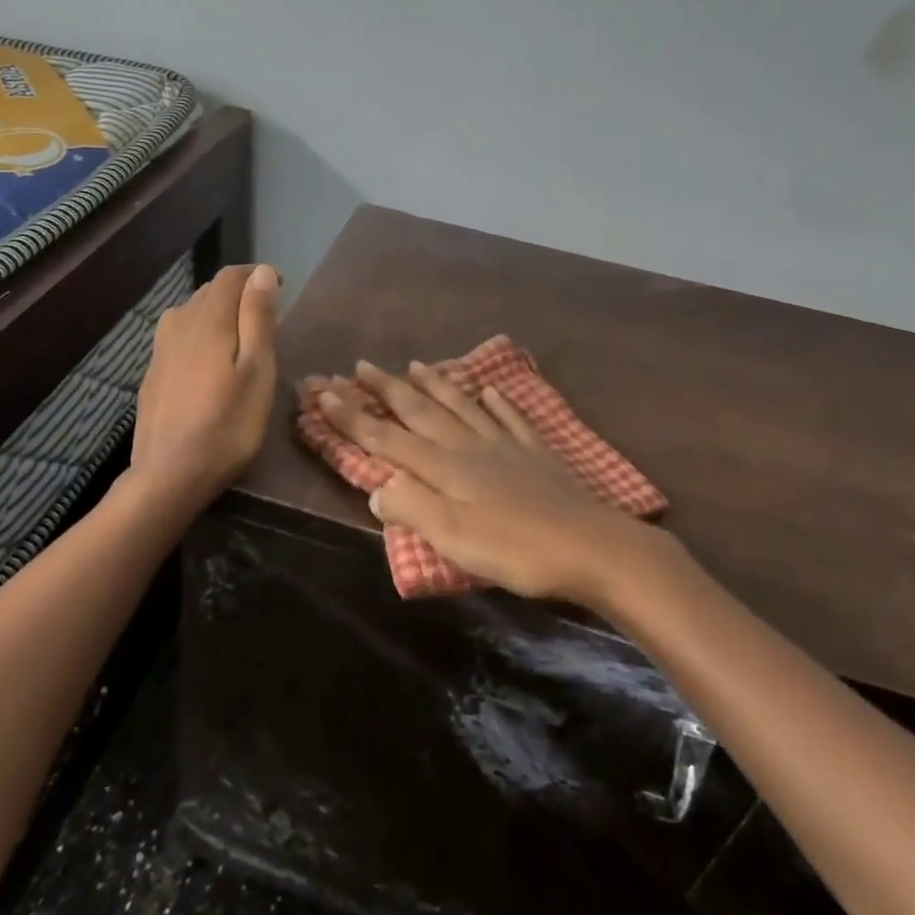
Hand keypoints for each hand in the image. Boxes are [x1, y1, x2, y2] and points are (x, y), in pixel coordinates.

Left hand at [131, 263, 279, 503]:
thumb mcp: (257, 370)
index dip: (255, 276)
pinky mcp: (152, 373)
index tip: (280, 287)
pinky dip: (198, 335)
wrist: (169, 474)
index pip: (230, 276)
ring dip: (216, 313)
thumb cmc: (228, 424)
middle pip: (209, 291)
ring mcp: (160, 349)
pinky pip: (178, 337)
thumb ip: (257, 318)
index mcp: (207, 319)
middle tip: (265, 316)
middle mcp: (178, 324)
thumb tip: (261, 272)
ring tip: (238, 336)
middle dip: (237, 294)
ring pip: (190, 313)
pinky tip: (207, 362)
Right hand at [310, 360, 650, 603]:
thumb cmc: (516, 549)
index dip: (352, 417)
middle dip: (387, 388)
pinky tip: (491, 390)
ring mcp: (505, 444)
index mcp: (444, 467)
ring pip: (462, 405)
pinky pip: (510, 417)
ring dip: (436, 385)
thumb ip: (411, 508)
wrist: (591, 546)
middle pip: (421, 411)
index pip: (386, 437)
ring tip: (417, 365)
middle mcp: (469, 445)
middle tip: (362, 365)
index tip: (324, 392)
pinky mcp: (536, 453)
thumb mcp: (453, 538)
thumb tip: (376, 486)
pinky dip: (496, 401)